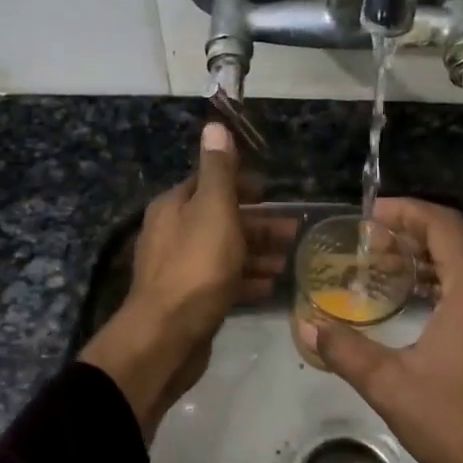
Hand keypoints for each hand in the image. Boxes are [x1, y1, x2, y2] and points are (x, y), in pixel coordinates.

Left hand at [80, 124, 286, 437]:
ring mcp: (181, 269)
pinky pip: (223, 281)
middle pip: (221, 219)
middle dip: (258, 222)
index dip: (242, 184)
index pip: (210, 183)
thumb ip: (218, 170)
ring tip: (290, 259)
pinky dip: (246, 279)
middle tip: (295, 230)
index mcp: (175, 207)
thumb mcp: (212, 209)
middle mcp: (173, 233)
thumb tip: (215, 125)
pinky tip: (271, 285)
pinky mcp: (191, 300)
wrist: (167, 337)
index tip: (273, 192)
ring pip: (225, 252)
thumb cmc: (196, 266)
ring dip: (257, 252)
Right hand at [299, 198, 462, 462]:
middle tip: (371, 244)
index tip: (371, 214)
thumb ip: (347, 351)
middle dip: (413, 237)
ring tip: (390, 269)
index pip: (443, 225)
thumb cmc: (458, 423)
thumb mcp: (392, 386)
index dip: (405, 212)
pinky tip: (425, 304)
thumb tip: (308, 328)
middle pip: (458, 242)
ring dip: (432, 262)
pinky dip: (452, 284)